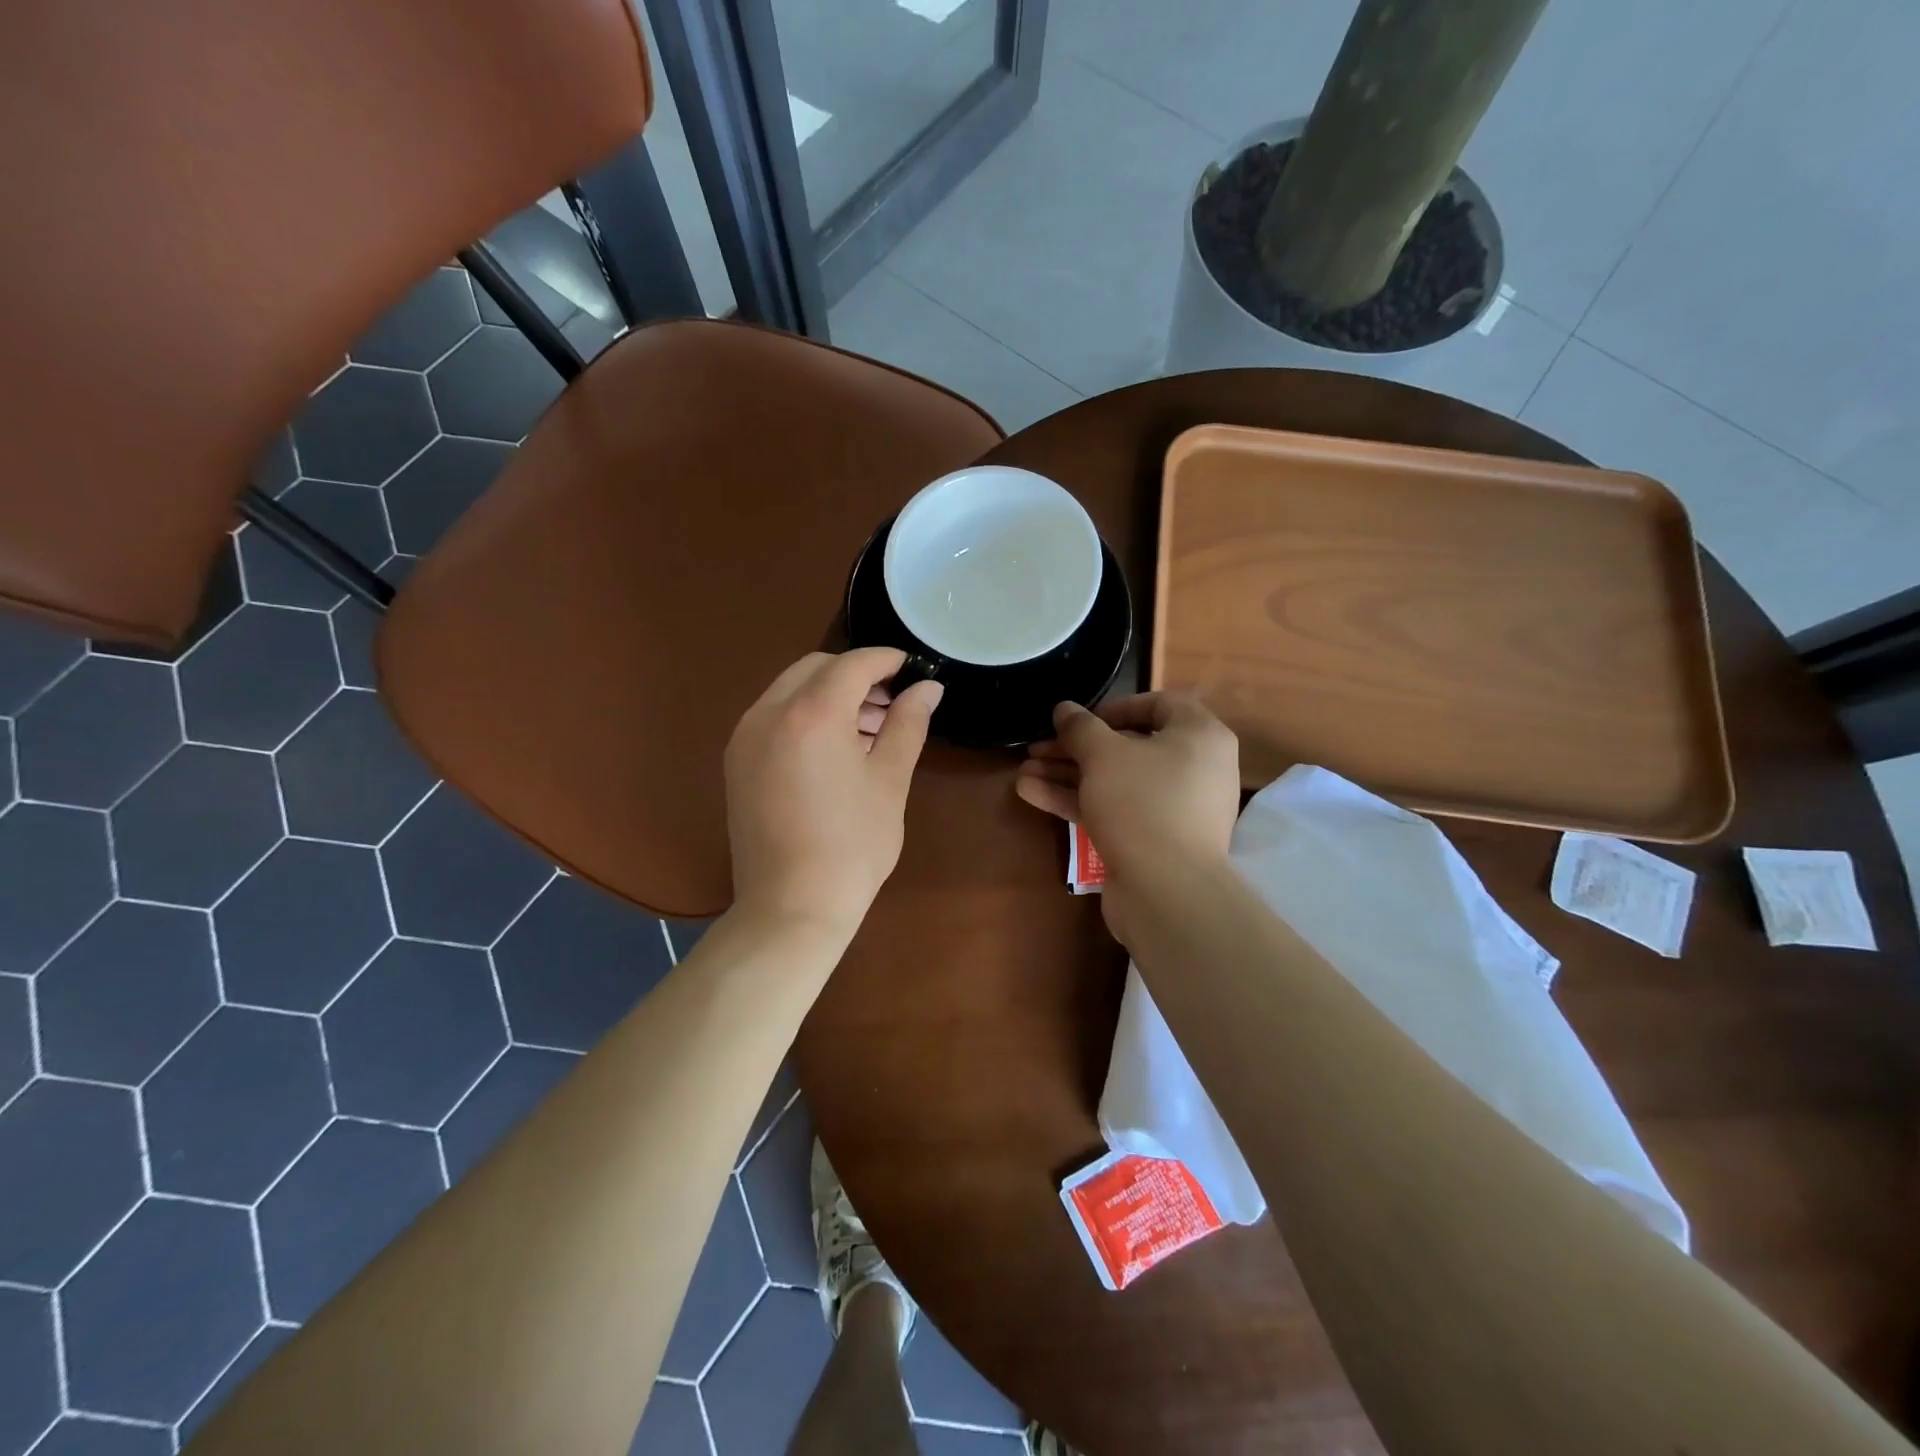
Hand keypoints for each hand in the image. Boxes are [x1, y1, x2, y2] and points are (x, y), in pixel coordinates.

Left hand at [724, 648, 942, 939]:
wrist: (791, 907)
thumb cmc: (853, 845)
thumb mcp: (890, 781)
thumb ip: (908, 724)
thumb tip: (928, 688)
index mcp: (812, 714)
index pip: (853, 664)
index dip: (886, 660)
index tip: (912, 669)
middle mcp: (769, 713)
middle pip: (816, 668)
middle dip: (856, 675)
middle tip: (891, 704)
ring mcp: (746, 737)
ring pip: (791, 690)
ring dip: (830, 694)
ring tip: (869, 730)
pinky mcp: (737, 761)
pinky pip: (774, 716)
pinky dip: (805, 715)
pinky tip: (833, 750)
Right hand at [1015, 694, 1239, 936]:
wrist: (1167, 892)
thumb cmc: (1142, 803)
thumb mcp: (1103, 755)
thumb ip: (1080, 727)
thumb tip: (1064, 708)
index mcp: (1199, 737)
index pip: (1160, 705)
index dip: (1115, 707)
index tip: (1079, 720)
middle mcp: (1194, 769)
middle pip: (1129, 747)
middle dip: (1076, 748)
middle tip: (1037, 747)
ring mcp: (1174, 809)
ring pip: (1115, 781)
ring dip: (1068, 775)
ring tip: (1023, 771)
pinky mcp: (1154, 841)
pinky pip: (1115, 810)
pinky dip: (1078, 801)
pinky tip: (1032, 794)